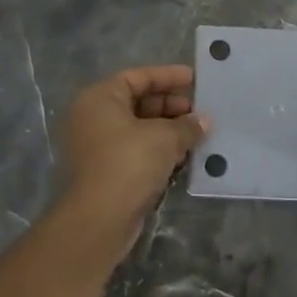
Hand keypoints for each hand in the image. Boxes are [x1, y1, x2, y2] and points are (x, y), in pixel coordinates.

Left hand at [48, 64, 205, 263]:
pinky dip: (158, 151)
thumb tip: (203, 122)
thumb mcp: (165, 138)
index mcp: (99, 99)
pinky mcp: (105, 172)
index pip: (137, 77)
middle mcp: (93, 118)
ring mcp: (96, 147)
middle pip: (138, 103)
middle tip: (201, 112)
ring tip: (199, 135)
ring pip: (139, 130)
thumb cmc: (129, 163)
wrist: (99, 219)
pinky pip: (136, 152)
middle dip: (172, 107)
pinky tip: (184, 157)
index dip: (168, 77)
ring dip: (168, 131)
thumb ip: (187, 126)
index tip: (195, 80)